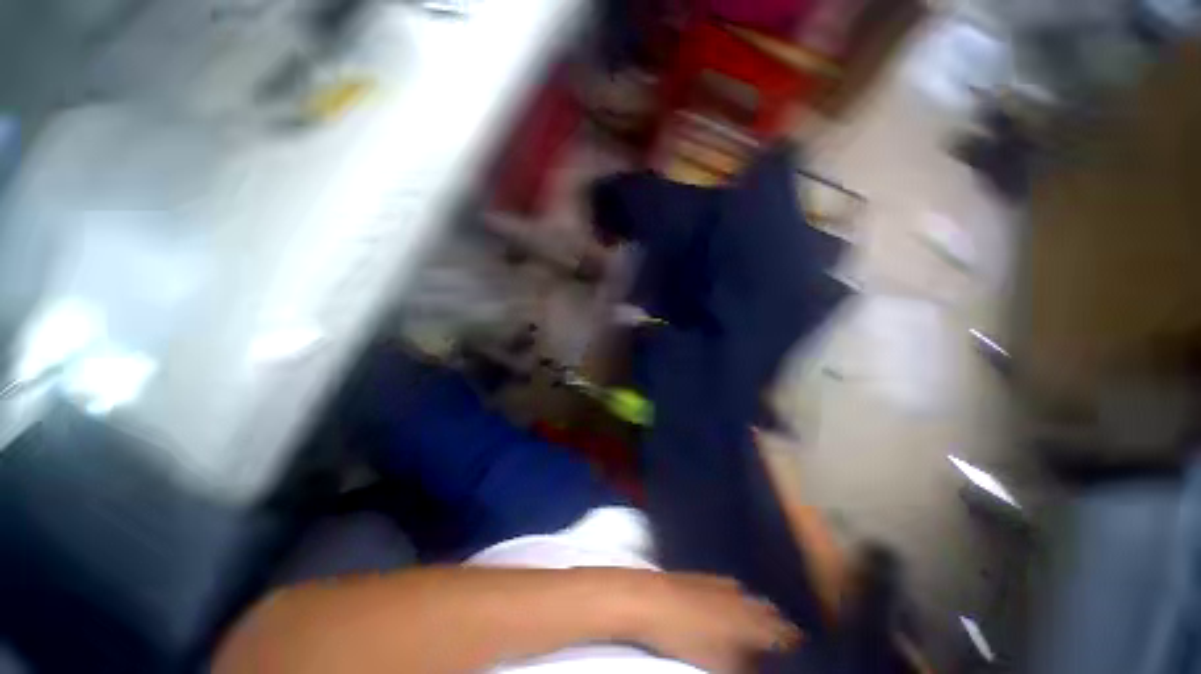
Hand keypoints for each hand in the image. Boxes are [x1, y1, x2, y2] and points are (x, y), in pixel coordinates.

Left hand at [622, 572, 801, 672]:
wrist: (650, 600)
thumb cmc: (687, 638)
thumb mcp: (723, 664)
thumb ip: (748, 664)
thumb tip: (759, 662)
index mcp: (751, 621)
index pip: (782, 631)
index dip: (793, 641)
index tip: (801, 647)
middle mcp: (741, 597)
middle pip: (768, 611)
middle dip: (778, 624)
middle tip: (784, 637)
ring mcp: (721, 583)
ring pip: (750, 596)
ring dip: (759, 609)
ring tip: (763, 620)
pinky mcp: (703, 576)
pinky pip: (731, 586)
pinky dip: (739, 596)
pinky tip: (735, 599)